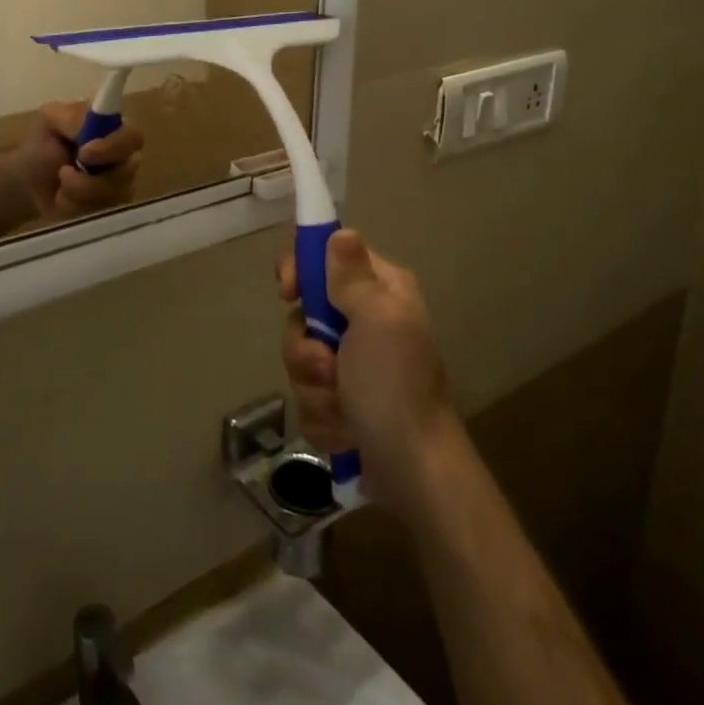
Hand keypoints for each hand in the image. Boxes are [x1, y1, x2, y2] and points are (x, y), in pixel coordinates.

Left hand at [10, 101, 144, 217]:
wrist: (30, 183)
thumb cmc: (44, 146)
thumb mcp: (50, 120)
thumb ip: (72, 118)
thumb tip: (90, 126)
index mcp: (114, 131)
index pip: (132, 138)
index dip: (113, 148)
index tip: (84, 154)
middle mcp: (125, 159)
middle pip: (126, 173)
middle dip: (89, 180)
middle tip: (63, 174)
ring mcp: (121, 188)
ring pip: (111, 198)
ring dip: (77, 193)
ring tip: (59, 185)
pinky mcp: (110, 212)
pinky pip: (98, 215)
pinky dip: (74, 208)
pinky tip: (63, 199)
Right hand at [276, 229, 457, 507]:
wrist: (414, 472)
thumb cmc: (395, 387)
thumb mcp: (376, 320)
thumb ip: (352, 276)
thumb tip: (342, 231)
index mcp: (380, 292)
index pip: (325, 257)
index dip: (299, 271)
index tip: (288, 293)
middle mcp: (366, 321)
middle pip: (304, 314)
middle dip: (306, 348)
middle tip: (329, 367)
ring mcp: (353, 365)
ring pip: (301, 359)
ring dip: (314, 387)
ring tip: (343, 408)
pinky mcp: (342, 402)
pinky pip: (308, 395)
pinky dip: (323, 416)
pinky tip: (346, 431)